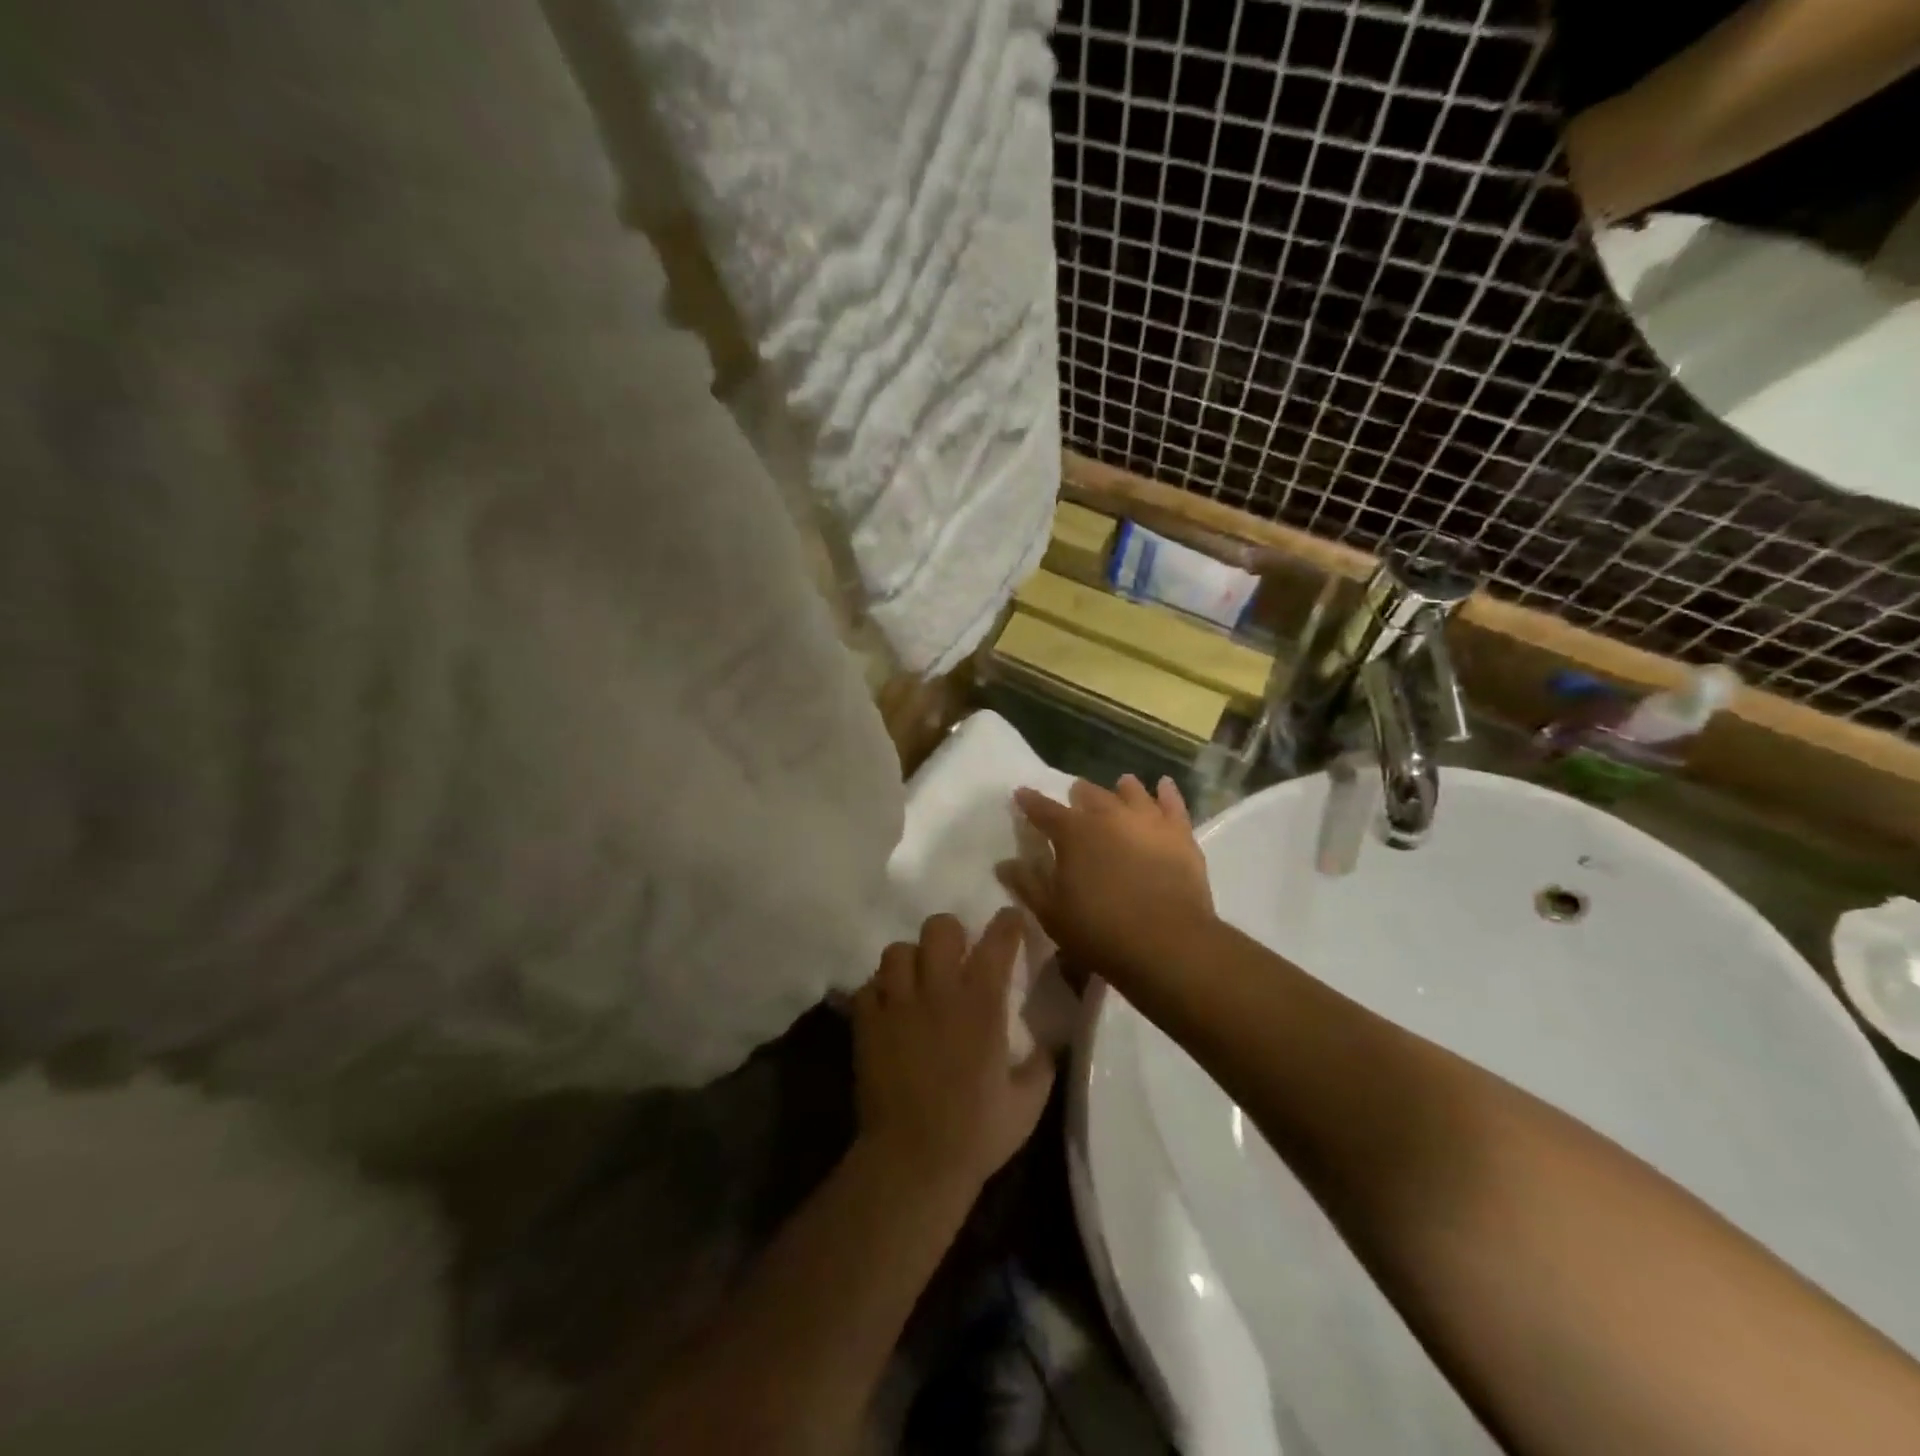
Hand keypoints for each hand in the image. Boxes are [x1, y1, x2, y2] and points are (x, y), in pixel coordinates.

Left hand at [852, 909, 1055, 1194]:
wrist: (914, 1162)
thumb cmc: (977, 1133)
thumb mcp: (1028, 1102)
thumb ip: (1041, 1063)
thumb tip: (1048, 1041)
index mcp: (981, 1004)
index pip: (997, 943)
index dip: (1007, 924)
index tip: (1011, 921)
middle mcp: (938, 992)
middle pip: (939, 929)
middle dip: (951, 935)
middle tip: (956, 958)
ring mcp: (897, 1005)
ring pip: (897, 951)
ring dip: (911, 961)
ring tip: (917, 982)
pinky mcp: (866, 1023)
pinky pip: (868, 986)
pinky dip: (879, 991)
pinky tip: (890, 1009)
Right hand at [1000, 774, 1215, 990]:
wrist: (1167, 943)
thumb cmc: (1099, 931)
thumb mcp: (1051, 913)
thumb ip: (1027, 884)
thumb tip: (1004, 863)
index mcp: (1073, 833)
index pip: (1044, 810)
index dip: (1030, 802)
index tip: (1021, 794)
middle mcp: (1108, 816)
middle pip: (1090, 795)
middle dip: (1079, 794)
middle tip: (1076, 795)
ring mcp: (1147, 821)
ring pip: (1131, 793)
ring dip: (1122, 789)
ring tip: (1120, 784)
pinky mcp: (1179, 834)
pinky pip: (1173, 804)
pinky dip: (1166, 792)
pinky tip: (1164, 785)